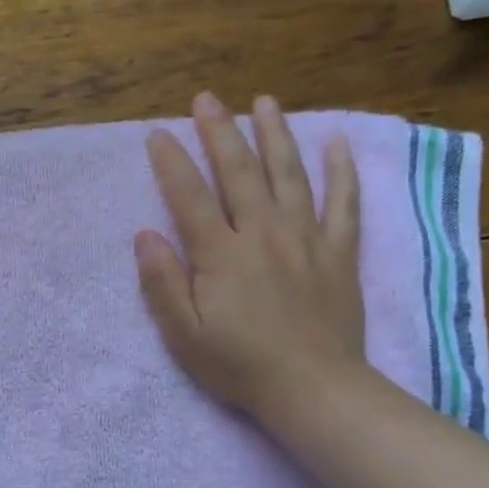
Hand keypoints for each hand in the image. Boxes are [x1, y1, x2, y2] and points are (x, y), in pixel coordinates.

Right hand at [135, 93, 364, 420]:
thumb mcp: (183, 333)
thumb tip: (145, 235)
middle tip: (207, 99)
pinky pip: (344, 203)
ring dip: (276, 134)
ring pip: (290, 175)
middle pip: (240, 172)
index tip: (158, 133)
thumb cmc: (239, 365)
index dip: (172, 162)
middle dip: (220, 132)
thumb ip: (163, 282)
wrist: (313, 388)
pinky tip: (336, 143)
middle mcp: (263, 234)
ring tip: (265, 101)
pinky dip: (341, 171)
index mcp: (221, 255)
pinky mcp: (338, 253)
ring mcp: (306, 239)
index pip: (190, 197)